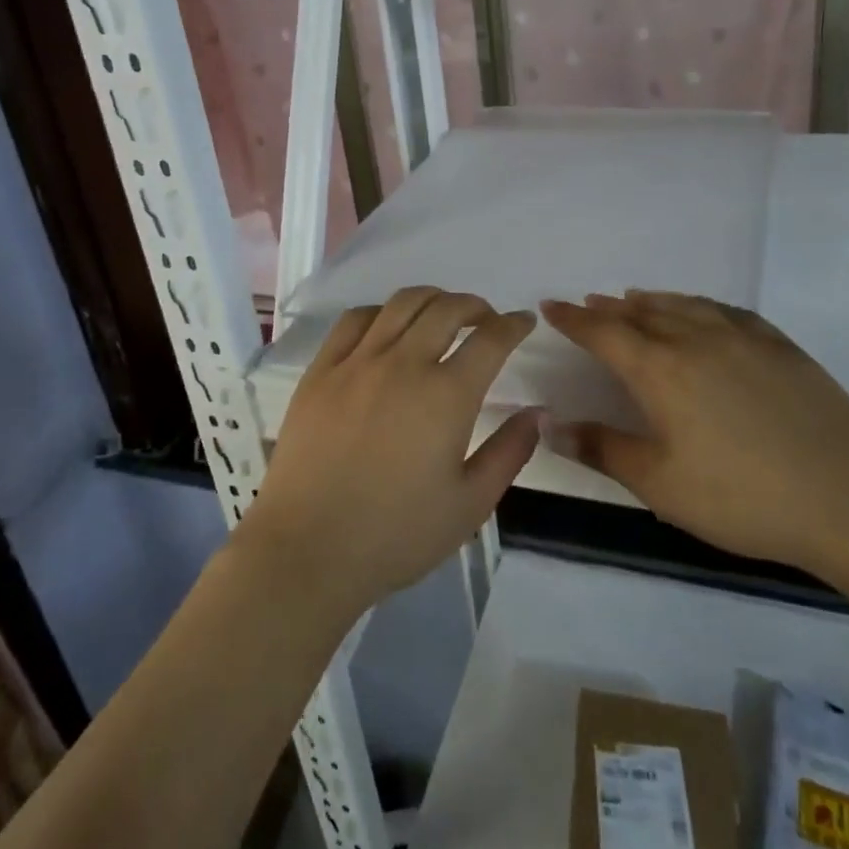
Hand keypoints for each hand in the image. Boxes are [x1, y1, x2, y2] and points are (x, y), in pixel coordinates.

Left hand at [239, 287, 539, 619]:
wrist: (309, 548)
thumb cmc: (396, 534)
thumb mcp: (470, 504)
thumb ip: (509, 452)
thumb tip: (539, 411)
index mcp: (446, 396)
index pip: (490, 339)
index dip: (513, 324)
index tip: (523, 322)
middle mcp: (404, 364)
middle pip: (446, 308)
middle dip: (475, 306)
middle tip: (486, 319)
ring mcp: (357, 362)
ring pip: (401, 304)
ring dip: (431, 299)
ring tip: (441, 314)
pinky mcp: (321, 370)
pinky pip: (355, 320)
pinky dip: (382, 312)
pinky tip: (387, 328)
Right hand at [540, 291, 848, 581]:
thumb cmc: (744, 498)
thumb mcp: (661, 485)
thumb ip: (603, 449)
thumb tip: (551, 425)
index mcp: (661, 371)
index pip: (604, 333)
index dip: (574, 320)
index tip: (551, 307)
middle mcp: (697, 341)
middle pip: (641, 314)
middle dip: (608, 309)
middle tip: (588, 304)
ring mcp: (744, 339)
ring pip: (684, 306)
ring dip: (651, 301)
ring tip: (632, 298)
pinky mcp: (781, 348)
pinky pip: (726, 312)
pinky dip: (699, 305)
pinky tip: (701, 312)